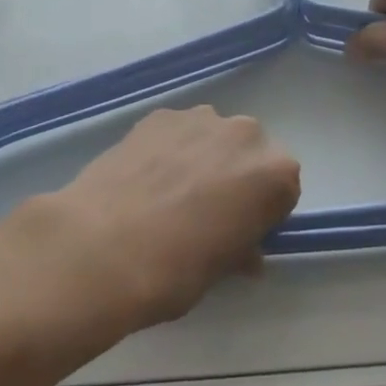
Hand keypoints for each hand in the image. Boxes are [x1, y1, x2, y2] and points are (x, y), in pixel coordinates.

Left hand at [2, 107, 300, 335]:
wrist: (102, 248)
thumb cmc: (175, 270)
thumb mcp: (221, 270)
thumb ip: (241, 247)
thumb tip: (242, 250)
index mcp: (275, 173)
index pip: (283, 189)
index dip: (262, 212)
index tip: (240, 233)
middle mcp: (246, 134)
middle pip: (250, 153)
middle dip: (235, 177)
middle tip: (204, 213)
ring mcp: (201, 117)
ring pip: (213, 137)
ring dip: (202, 157)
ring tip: (167, 195)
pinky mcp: (161, 114)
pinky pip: (177, 131)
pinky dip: (169, 149)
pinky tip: (144, 180)